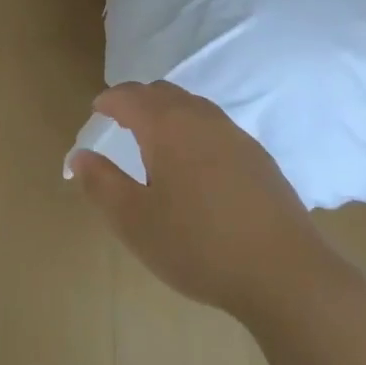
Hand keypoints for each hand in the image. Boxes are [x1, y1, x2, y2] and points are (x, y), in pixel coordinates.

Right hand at [71, 82, 351, 322]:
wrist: (285, 272)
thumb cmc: (198, 245)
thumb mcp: (135, 221)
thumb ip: (101, 183)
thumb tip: (80, 156)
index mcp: (167, 126)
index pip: (130, 96)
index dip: (109, 100)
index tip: (96, 111)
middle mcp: (201, 118)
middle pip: (163, 92)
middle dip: (138, 100)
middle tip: (121, 121)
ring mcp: (235, 135)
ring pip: (193, 106)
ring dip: (168, 112)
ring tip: (156, 141)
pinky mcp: (258, 157)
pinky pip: (216, 127)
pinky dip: (194, 130)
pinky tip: (196, 165)